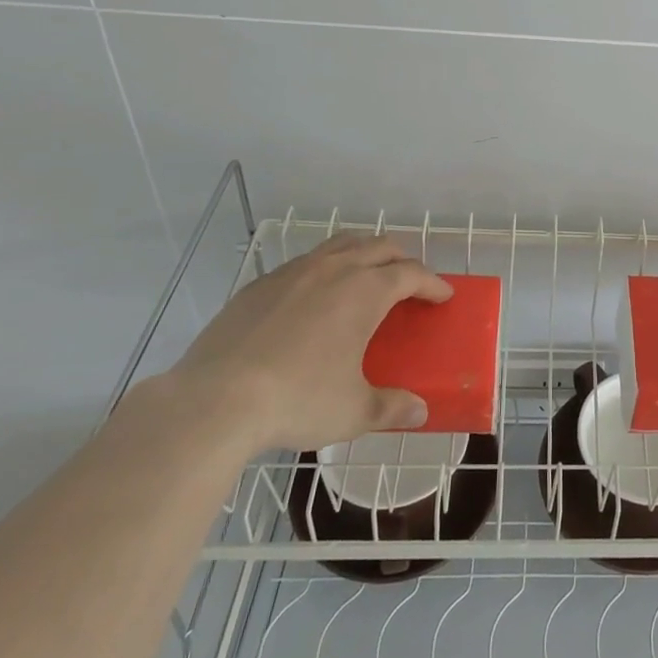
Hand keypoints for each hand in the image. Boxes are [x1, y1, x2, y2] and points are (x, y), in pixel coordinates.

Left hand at [167, 235, 451, 452]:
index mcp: (365, 291)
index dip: (432, 283)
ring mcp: (293, 272)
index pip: (411, 274)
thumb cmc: (298, 400)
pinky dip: (324, 270)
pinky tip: (314, 299)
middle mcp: (334, 270)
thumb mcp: (353, 411)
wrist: (214, 400)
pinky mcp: (260, 285)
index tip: (443, 295)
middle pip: (379, 246)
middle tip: (410, 282)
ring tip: (366, 276)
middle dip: (402, 259)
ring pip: (340, 244)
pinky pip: (304, 263)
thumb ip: (391, 407)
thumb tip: (419, 412)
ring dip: (363, 253)